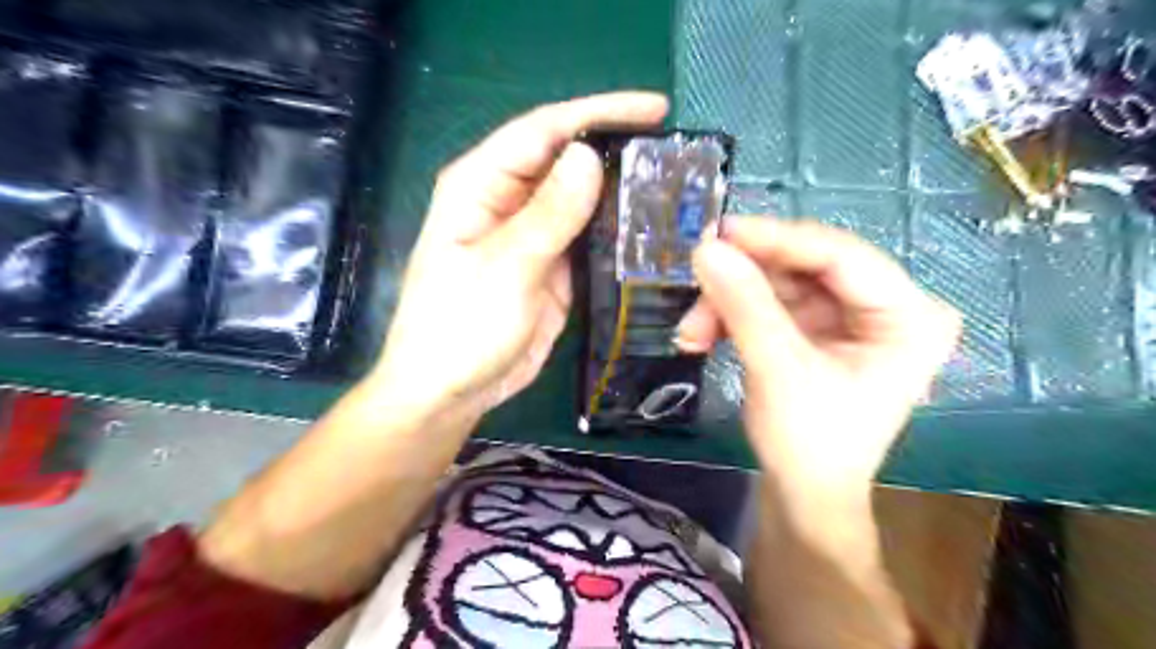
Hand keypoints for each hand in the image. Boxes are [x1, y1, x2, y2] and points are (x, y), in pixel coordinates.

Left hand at [369, 92, 668, 420]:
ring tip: (674, 184)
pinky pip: (590, 237)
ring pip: (583, 198)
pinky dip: (617, 231)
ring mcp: (534, 234)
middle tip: (675, 150)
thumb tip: (588, 156)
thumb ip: (548, 215)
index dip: (598, 113)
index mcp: (481, 185)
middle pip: (567, 159)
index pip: (543, 130)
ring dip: (622, 190)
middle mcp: (509, 201)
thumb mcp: (505, 269)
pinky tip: (651, 228)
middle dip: (616, 148)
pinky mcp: (553, 265)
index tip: (655, 110)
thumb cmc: (459, 329)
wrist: (452, 390)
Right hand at [680, 219, 957, 508]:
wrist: (803, 494)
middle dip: (744, 281)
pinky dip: (733, 316)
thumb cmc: (809, 444)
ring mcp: (850, 317)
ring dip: (729, 303)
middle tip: (695, 279)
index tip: (720, 232)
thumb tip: (705, 248)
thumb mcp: (778, 371)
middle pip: (806, 267)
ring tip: (690, 331)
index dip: (777, 239)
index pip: (842, 256)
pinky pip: (771, 305)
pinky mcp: (819, 328)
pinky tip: (703, 335)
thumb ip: (744, 306)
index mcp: (908, 318)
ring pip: (779, 284)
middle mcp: (886, 307)